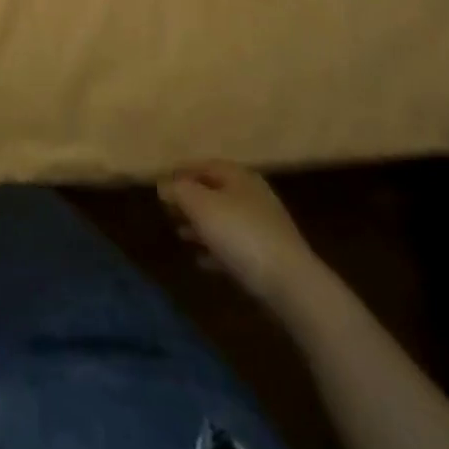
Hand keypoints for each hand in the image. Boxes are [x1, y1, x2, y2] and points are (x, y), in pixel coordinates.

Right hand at [159, 162, 322, 316]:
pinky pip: (234, 247)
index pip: (204, 166)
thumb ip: (179, 191)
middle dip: (190, 200)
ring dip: (201, 225)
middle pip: (214, 191)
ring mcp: (262, 226)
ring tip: (179, 234)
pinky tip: (201, 261)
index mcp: (239, 177)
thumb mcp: (201, 206)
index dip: (181, 173)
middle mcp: (252, 195)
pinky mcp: (267, 256)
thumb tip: (164, 183)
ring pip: (224, 219)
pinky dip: (215, 250)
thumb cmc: (240, 234)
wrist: (289, 282)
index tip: (160, 185)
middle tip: (167, 211)